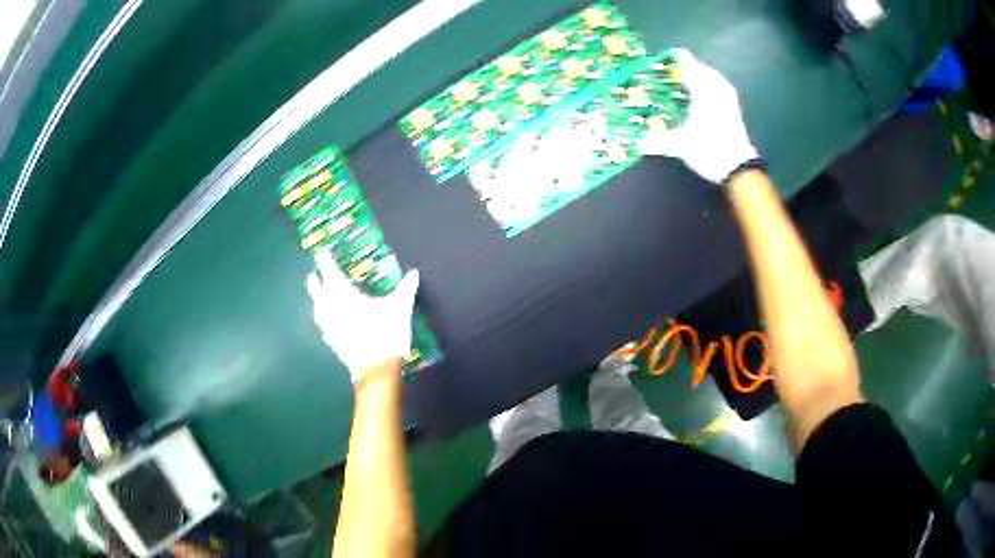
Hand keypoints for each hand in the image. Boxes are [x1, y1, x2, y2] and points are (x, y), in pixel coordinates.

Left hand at [306, 248, 419, 380]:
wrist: (376, 369)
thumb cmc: (386, 333)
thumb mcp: (400, 308)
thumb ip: (406, 288)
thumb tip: (414, 273)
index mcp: (344, 294)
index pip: (330, 271)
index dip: (325, 259)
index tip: (323, 251)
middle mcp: (331, 307)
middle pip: (315, 288)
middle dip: (315, 278)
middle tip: (318, 272)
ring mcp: (329, 325)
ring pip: (316, 306)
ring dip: (317, 298)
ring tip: (322, 294)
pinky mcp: (331, 340)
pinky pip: (322, 324)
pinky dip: (323, 316)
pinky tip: (329, 319)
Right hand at [639, 49, 757, 183]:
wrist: (739, 169)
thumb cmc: (710, 150)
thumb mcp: (681, 146)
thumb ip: (658, 142)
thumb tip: (637, 143)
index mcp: (703, 90)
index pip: (687, 63)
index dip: (673, 59)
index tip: (659, 61)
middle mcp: (717, 88)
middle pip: (700, 69)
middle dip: (685, 70)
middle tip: (669, 76)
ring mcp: (728, 97)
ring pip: (711, 78)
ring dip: (698, 79)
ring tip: (683, 86)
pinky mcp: (733, 108)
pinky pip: (718, 88)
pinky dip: (708, 88)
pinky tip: (699, 99)